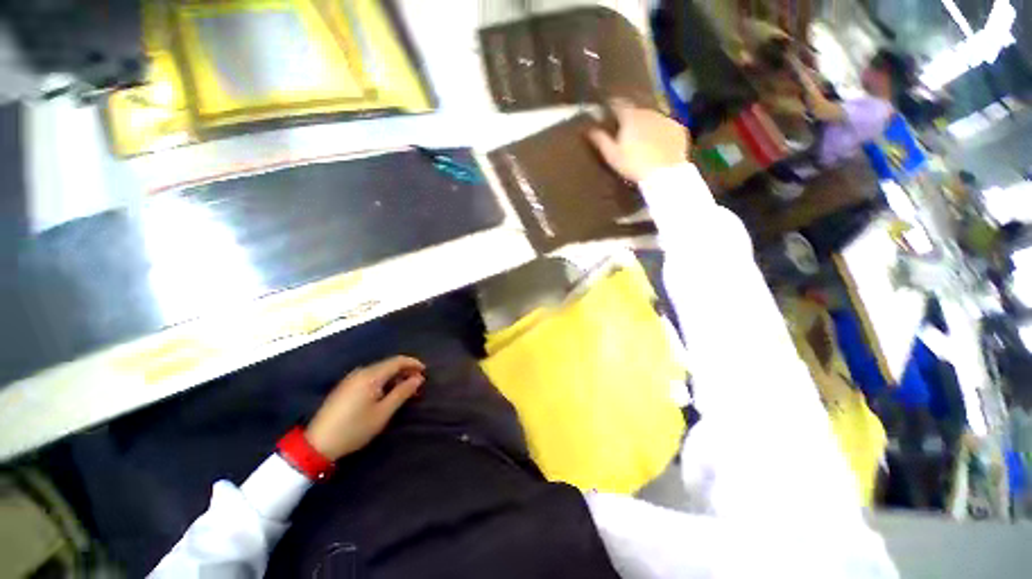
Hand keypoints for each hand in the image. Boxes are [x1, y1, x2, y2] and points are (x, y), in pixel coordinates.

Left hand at [305, 356, 425, 460]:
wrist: (317, 444)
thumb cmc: (354, 428)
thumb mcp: (383, 412)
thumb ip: (402, 392)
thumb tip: (418, 378)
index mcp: (371, 375)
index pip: (397, 361)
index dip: (413, 363)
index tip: (425, 371)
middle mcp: (361, 372)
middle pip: (388, 364)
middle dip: (405, 371)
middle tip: (417, 383)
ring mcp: (351, 378)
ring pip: (379, 371)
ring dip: (395, 376)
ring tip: (405, 389)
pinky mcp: (346, 387)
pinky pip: (370, 377)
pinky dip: (383, 381)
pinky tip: (387, 392)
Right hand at [588, 100, 689, 182]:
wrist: (664, 174)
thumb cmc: (633, 164)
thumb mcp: (612, 155)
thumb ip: (601, 140)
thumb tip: (589, 129)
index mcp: (631, 117)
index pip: (619, 104)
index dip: (612, 104)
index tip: (608, 107)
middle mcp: (649, 112)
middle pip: (637, 111)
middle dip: (631, 118)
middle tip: (626, 130)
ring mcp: (666, 119)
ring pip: (653, 119)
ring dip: (646, 125)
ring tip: (643, 139)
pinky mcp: (679, 129)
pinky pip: (666, 127)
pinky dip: (661, 133)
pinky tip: (658, 145)